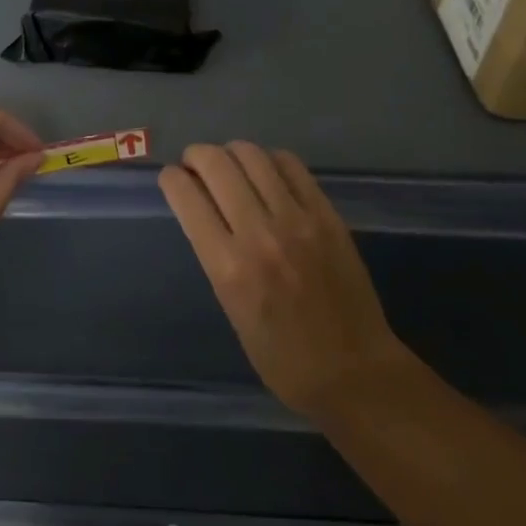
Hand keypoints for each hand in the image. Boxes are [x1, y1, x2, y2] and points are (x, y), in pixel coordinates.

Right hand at [160, 143, 415, 423]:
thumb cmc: (282, 358)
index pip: (186, 195)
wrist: (354, 372)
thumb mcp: (230, 309)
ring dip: (231, 153)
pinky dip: (269, 160)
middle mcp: (259, 234)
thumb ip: (216, 255)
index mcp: (228, 267)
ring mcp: (297, 220)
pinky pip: (291, 166)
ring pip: (252, 155)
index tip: (172, 179)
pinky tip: (266, 173)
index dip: (171, 178)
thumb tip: (203, 211)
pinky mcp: (327, 215)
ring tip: (231, 166)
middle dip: (196, 156)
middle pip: (216, 164)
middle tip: (196, 166)